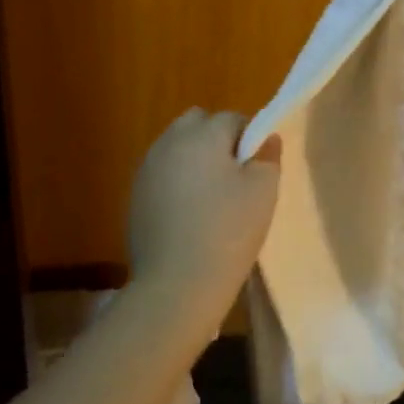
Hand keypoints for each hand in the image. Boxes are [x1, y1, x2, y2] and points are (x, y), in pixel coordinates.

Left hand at [126, 110, 281, 347]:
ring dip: (193, 160)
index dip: (249, 139)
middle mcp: (169, 142)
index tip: (256, 169)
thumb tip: (266, 139)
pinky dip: (175, 183)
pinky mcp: (135, 196)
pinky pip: (161, 174)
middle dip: (215, 139)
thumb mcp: (263, 192)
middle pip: (197, 123)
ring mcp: (147, 168)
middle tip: (233, 177)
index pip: (232, 118)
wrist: (176, 285)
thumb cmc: (227, 232)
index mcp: (203, 134)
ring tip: (210, 199)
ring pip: (176, 148)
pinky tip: (187, 216)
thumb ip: (267, 158)